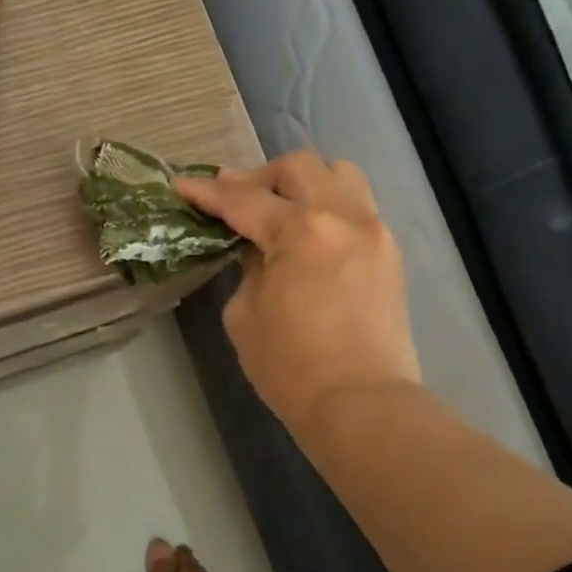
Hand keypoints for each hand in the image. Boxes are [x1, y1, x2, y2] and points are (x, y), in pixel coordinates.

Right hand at [177, 152, 420, 433]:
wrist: (361, 404)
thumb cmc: (290, 366)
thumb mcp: (245, 314)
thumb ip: (248, 267)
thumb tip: (258, 247)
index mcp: (301, 231)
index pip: (244, 200)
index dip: (207, 193)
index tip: (182, 185)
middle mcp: (343, 216)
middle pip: (298, 167)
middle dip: (258, 177)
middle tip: (233, 199)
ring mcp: (374, 230)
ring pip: (339, 174)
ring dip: (303, 181)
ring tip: (280, 206)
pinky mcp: (389, 251)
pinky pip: (357, 204)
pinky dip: (328, 204)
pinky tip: (310, 231)